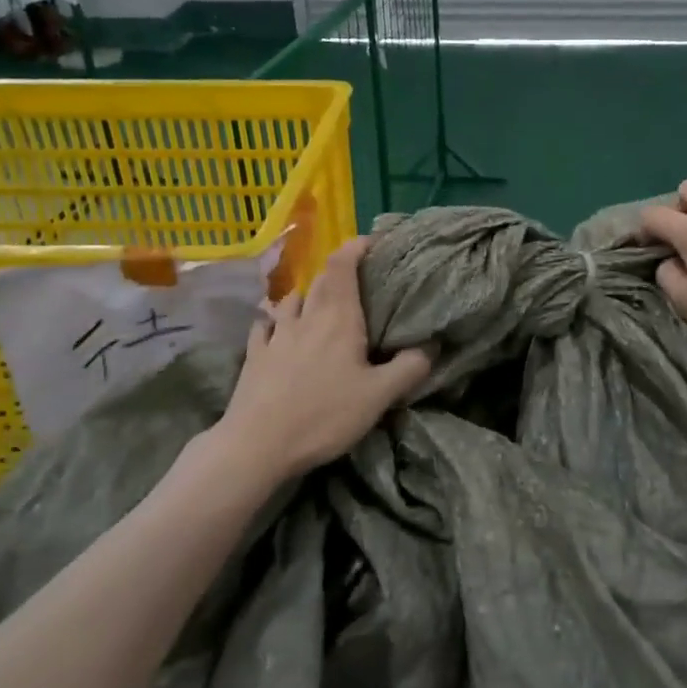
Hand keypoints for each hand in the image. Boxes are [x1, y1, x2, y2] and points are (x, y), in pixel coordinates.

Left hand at [214, 236, 431, 476]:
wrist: (256, 444)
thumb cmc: (323, 415)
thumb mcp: (379, 396)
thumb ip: (409, 368)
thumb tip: (432, 344)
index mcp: (338, 318)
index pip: (343, 266)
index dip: (355, 248)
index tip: (370, 242)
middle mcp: (306, 317)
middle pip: (320, 280)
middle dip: (338, 271)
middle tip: (356, 278)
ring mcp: (276, 335)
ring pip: (292, 300)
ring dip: (307, 294)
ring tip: (318, 302)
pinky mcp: (254, 355)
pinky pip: (265, 325)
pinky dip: (275, 319)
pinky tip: (276, 328)